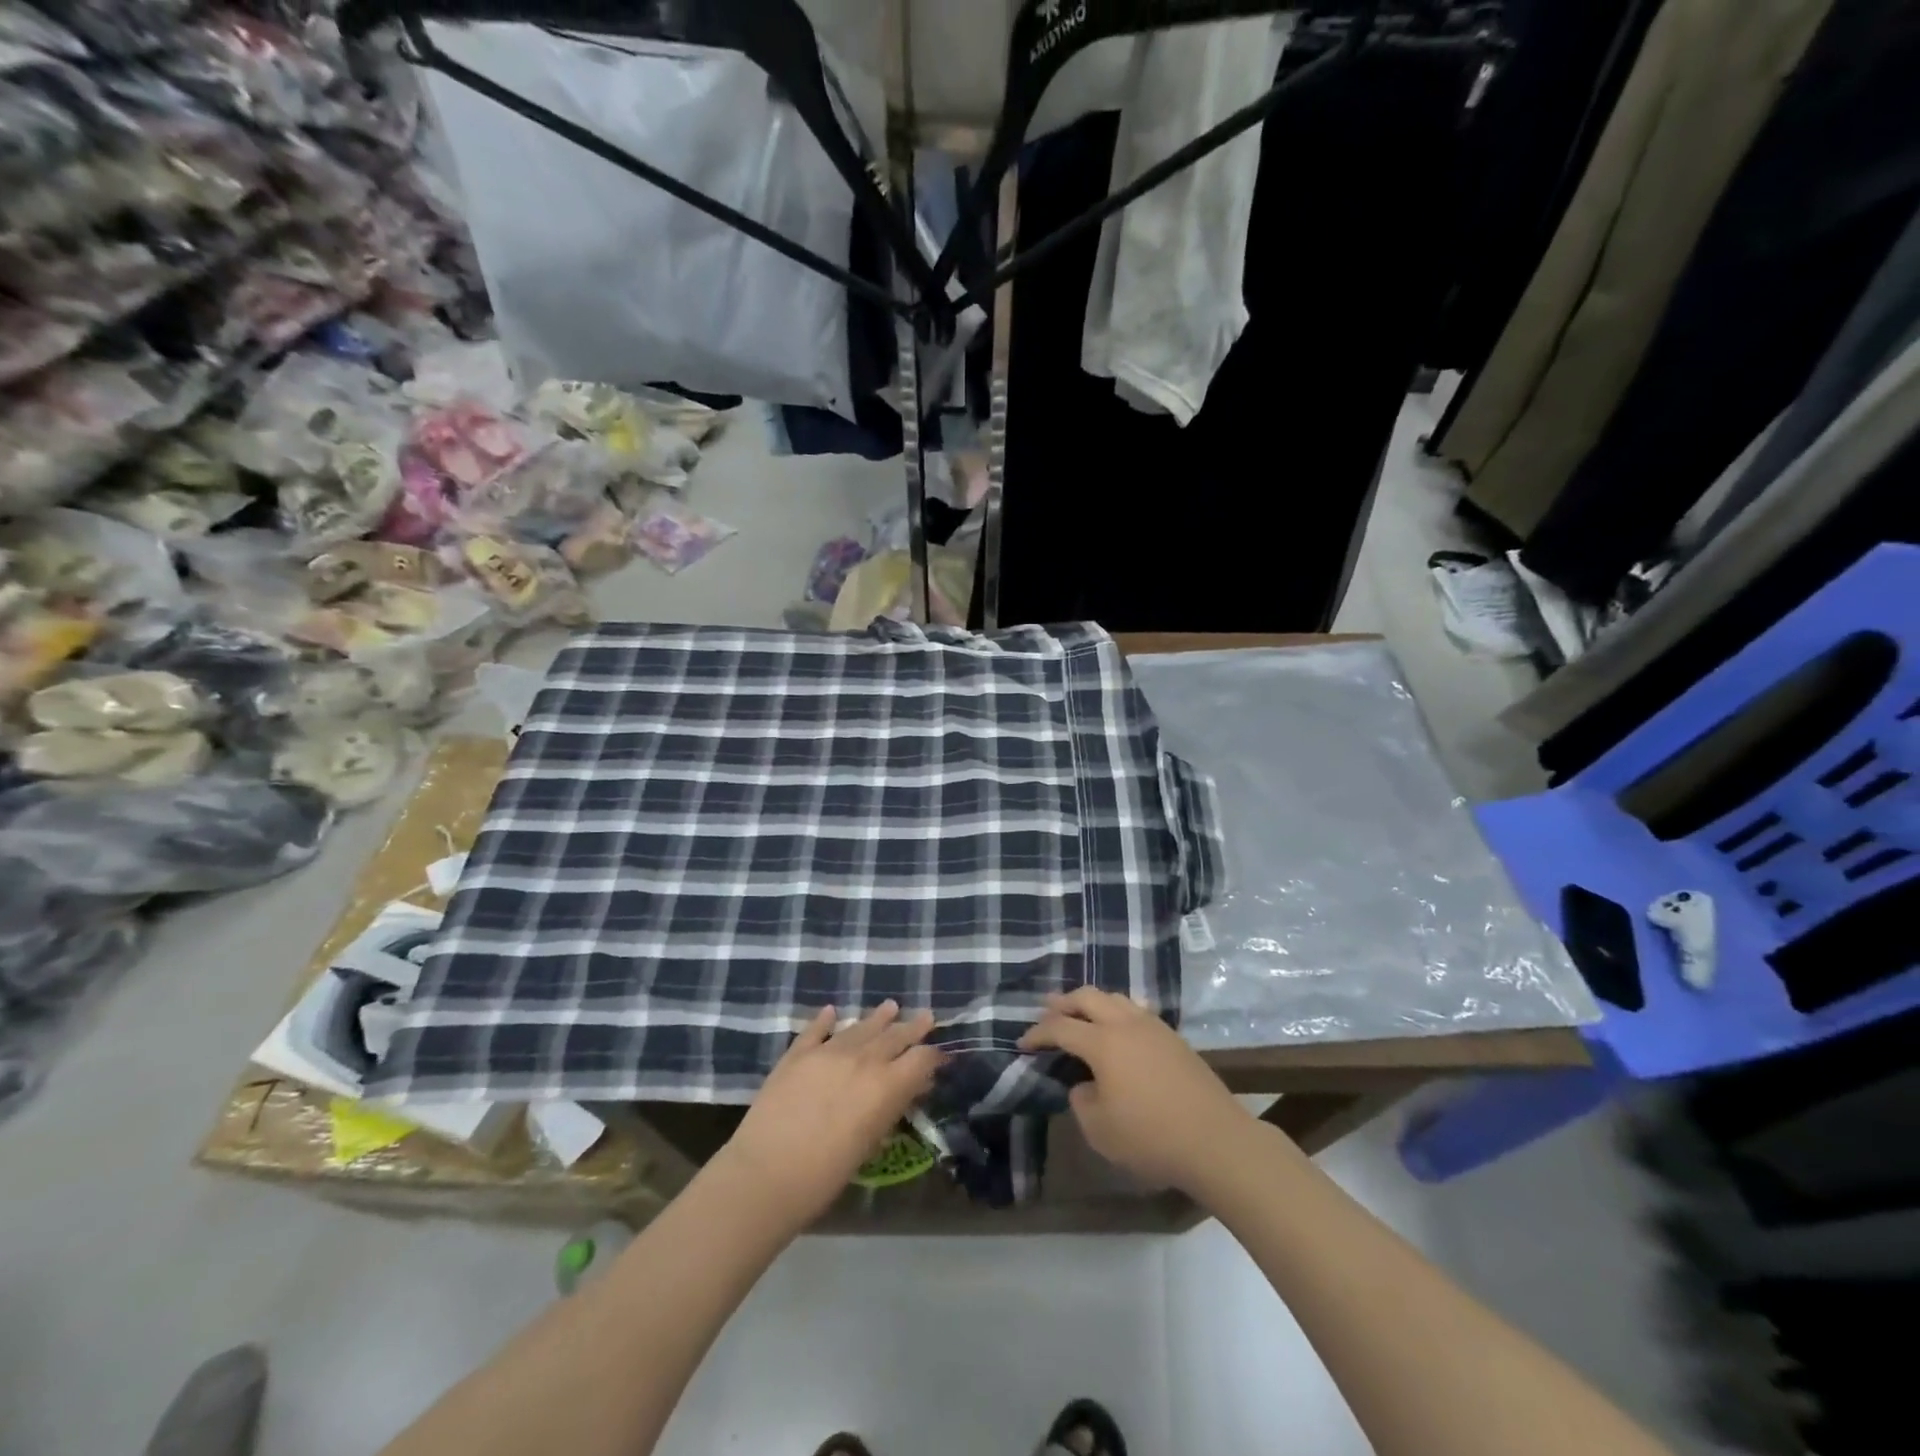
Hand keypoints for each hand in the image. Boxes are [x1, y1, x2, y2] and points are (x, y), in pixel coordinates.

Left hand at [718, 1001, 942, 1228]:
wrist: (766, 1174)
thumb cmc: (825, 1175)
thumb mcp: (869, 1145)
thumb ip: (889, 1111)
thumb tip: (906, 1091)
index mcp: (886, 1085)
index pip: (921, 1059)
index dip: (934, 1056)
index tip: (941, 1055)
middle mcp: (862, 1059)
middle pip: (894, 1036)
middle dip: (913, 1027)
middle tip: (926, 1016)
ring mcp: (828, 1052)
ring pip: (859, 1027)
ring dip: (877, 1018)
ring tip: (890, 1006)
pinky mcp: (797, 1054)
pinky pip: (816, 1030)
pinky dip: (825, 1020)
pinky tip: (832, 1012)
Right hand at [1020, 986, 1257, 1193]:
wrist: (1216, 1140)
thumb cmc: (1151, 1137)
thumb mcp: (1100, 1130)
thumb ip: (1081, 1101)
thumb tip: (1084, 1085)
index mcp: (1103, 1042)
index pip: (1060, 1027)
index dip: (1037, 1033)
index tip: (1022, 1043)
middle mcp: (1125, 1024)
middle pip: (1087, 997)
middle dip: (1063, 1002)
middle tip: (1046, 1009)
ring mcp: (1153, 1027)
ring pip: (1115, 998)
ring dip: (1092, 1002)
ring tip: (1081, 1013)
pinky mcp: (1173, 1037)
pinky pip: (1137, 1010)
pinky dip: (1118, 1011)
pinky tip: (1119, 1027)